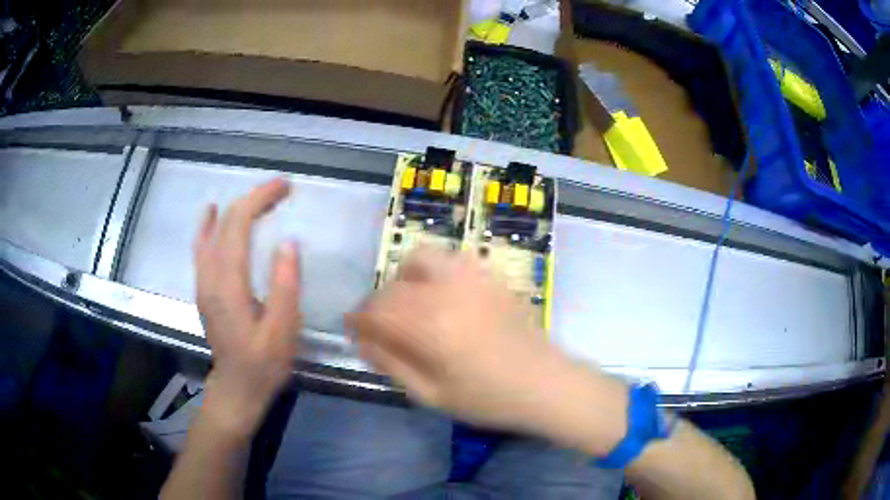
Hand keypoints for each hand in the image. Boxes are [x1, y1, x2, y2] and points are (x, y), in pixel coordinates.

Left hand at [193, 178, 301, 436]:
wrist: (237, 389)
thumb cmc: (263, 364)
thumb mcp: (282, 332)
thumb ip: (285, 286)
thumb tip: (288, 243)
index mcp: (228, 284)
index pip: (238, 225)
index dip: (260, 199)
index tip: (285, 188)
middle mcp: (209, 276)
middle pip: (225, 222)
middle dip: (252, 199)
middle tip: (281, 190)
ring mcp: (203, 282)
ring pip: (212, 231)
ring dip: (235, 208)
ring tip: (258, 198)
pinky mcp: (204, 289)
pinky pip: (202, 246)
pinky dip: (209, 225)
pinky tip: (212, 214)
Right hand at [347, 247, 596, 437]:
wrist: (545, 384)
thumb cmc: (488, 399)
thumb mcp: (431, 394)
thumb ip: (391, 364)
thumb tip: (362, 341)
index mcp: (430, 325)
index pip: (377, 309)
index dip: (358, 318)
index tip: (351, 329)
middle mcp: (447, 291)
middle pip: (394, 285)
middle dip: (377, 303)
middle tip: (379, 325)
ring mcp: (472, 278)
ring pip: (421, 259)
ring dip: (404, 279)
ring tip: (410, 305)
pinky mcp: (491, 276)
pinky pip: (451, 259)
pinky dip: (434, 272)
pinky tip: (442, 296)